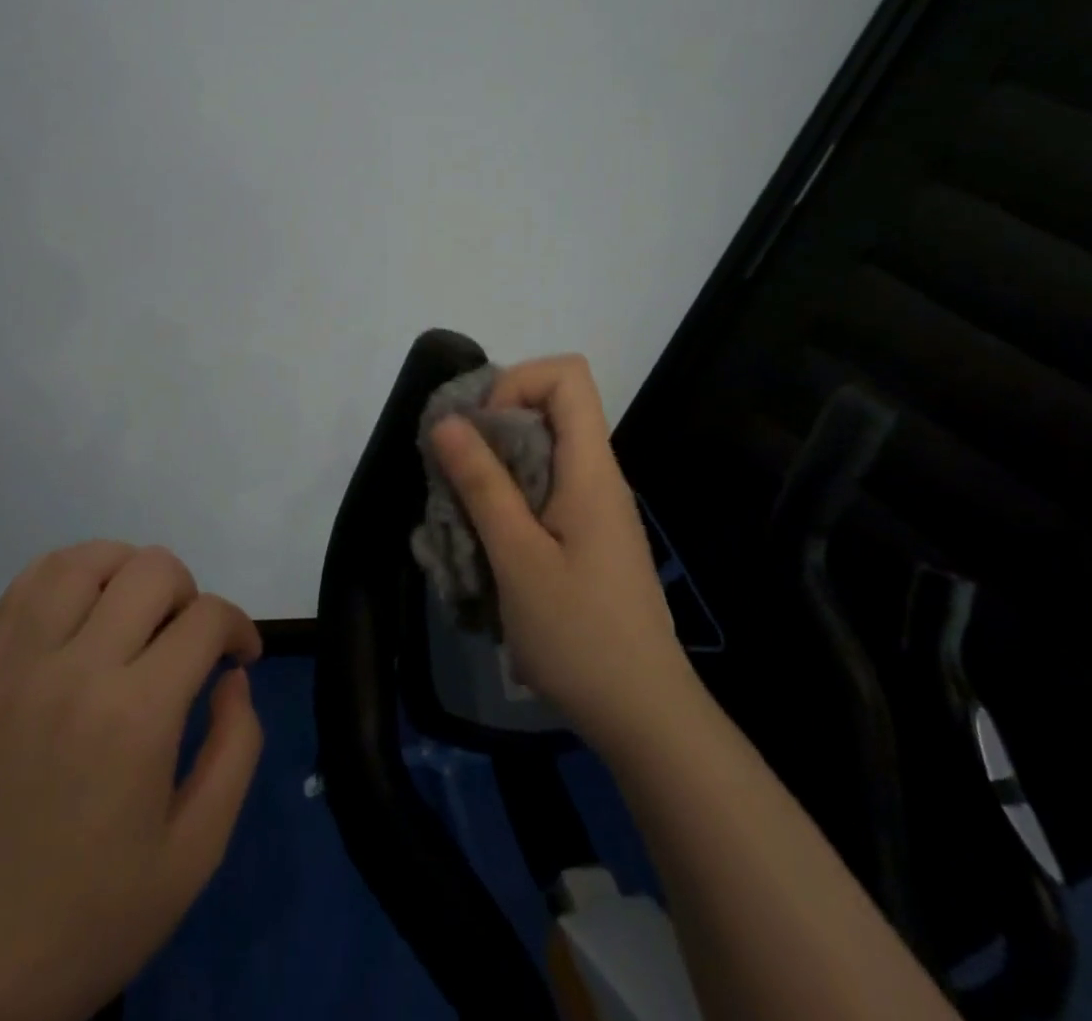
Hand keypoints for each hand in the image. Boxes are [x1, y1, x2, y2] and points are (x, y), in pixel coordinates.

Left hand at [0, 543, 263, 1020]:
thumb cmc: (95, 917)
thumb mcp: (198, 850)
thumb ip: (237, 746)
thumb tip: (231, 676)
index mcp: (135, 718)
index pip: (206, 617)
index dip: (238, 627)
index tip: (240, 657)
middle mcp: (74, 673)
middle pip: (151, 570)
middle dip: (189, 592)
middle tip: (187, 640)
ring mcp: (13, 670)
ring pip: (81, 561)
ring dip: (125, 569)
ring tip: (135, 611)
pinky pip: (22, 588)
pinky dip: (65, 577)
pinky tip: (81, 613)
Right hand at [432, 355, 691, 755]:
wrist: (644, 715)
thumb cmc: (580, 635)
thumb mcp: (518, 558)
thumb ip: (483, 485)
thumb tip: (447, 420)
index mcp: (590, 468)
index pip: (568, 376)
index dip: (517, 383)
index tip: (481, 430)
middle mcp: (597, 476)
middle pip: (548, 410)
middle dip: (492, 429)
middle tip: (453, 476)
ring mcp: (594, 508)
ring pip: (539, 454)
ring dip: (493, 471)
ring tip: (461, 517)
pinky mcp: (586, 537)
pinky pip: (543, 492)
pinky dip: (507, 503)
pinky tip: (484, 548)